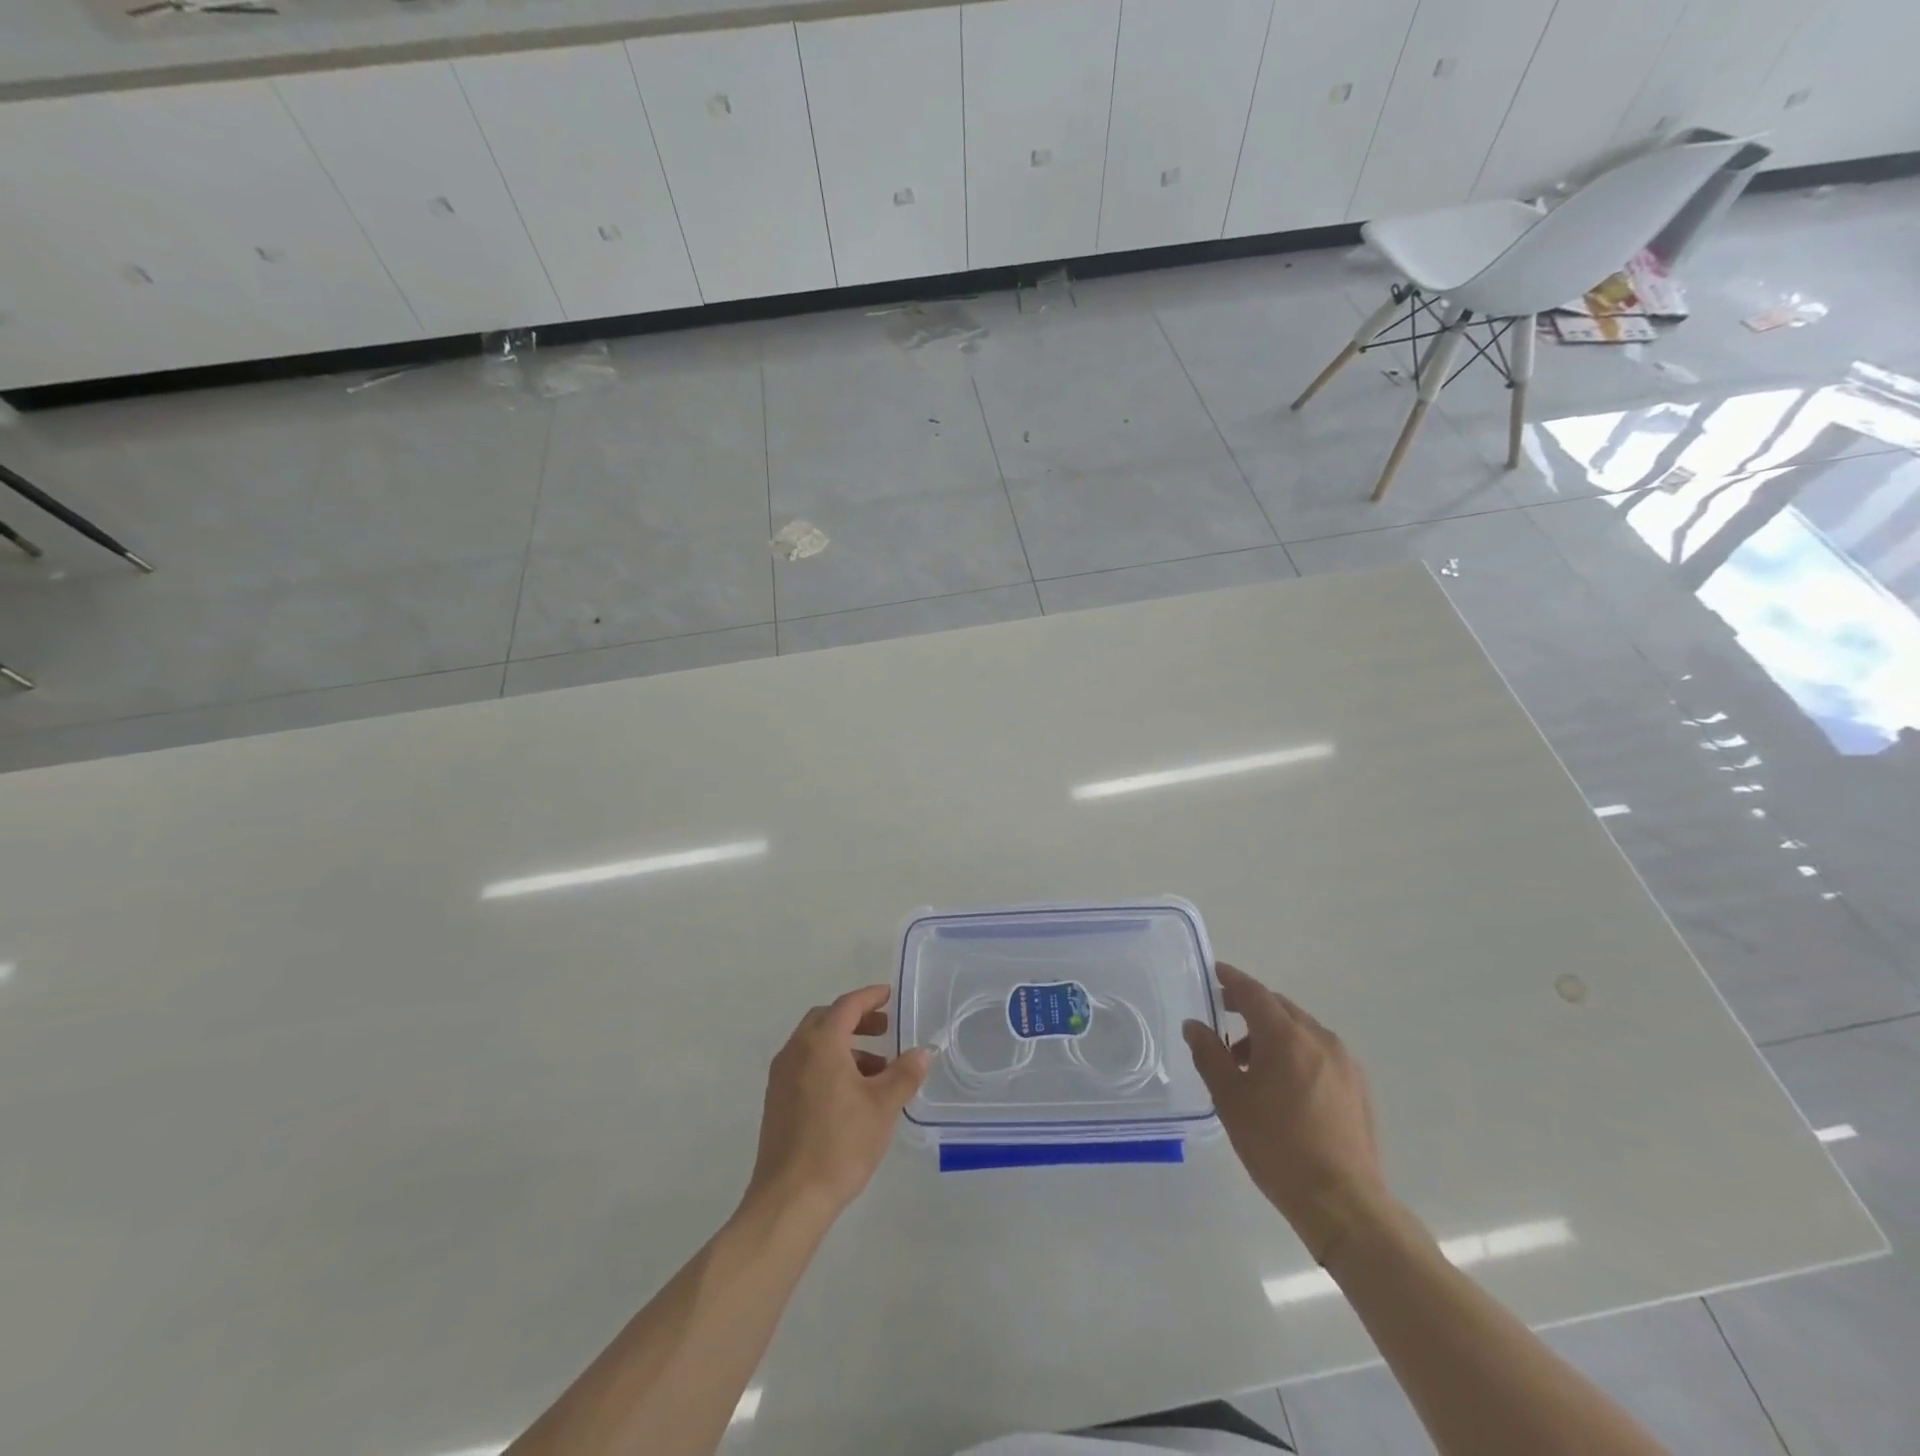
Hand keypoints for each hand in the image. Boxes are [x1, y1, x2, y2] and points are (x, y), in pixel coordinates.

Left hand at [746, 985, 932, 1220]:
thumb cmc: (840, 1144)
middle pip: (826, 1020)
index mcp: (820, 1043)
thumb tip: (922, 1051)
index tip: (889, 995)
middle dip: (856, 1020)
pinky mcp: (776, 1101)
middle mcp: (796, 1051)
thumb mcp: (882, 1107)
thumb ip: (904, 1074)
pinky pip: (805, 1065)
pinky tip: (851, 1093)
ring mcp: (781, 1077)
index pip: (847, 1005)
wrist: (789, 1198)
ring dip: (844, 1045)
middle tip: (884, 1029)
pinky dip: (829, 1064)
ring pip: (814, 1044)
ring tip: (876, 1069)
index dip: (870, 997)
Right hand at [1183, 962, 1385, 1262]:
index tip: (1215, 972)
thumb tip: (1195, 1025)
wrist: (1342, 1202)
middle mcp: (1319, 1039)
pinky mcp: (1358, 1088)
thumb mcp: (1230, 1099)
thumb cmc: (1277, 1146)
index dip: (1232, 980)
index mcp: (1285, 1036)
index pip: (1254, 993)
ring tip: (1250, 1064)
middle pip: (1280, 1008)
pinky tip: (1284, 1086)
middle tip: (1225, 1017)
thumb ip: (1209, 1054)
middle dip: (1251, 1007)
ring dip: (1273, 1034)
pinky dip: (1297, 1053)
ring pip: (1302, 1031)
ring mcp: (1344, 1063)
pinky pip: (1320, 1053)